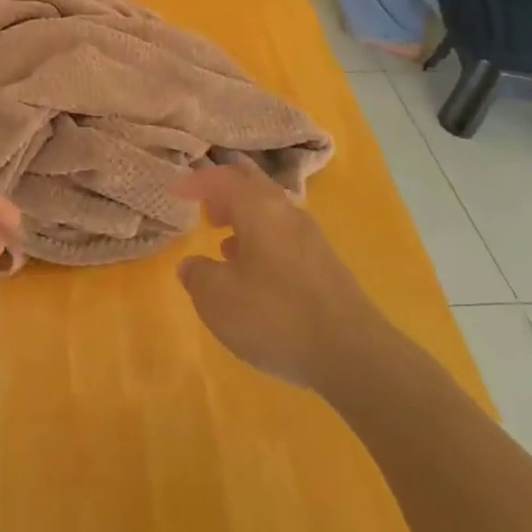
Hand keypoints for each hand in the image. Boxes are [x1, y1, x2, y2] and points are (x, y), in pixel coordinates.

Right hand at [174, 163, 386, 390]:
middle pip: (253, 185)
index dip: (196, 181)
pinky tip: (255, 271)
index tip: (176, 192)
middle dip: (226, 192)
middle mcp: (287, 211)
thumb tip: (192, 265)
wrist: (354, 354)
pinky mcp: (326, 263)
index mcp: (258, 207)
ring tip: (224, 240)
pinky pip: (285, 235)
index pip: (222, 178)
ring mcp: (311, 237)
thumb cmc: (275, 316)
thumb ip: (197, 275)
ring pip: (271, 210)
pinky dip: (263, 240)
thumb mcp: (217, 299)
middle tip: (206, 209)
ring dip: (245, 217)